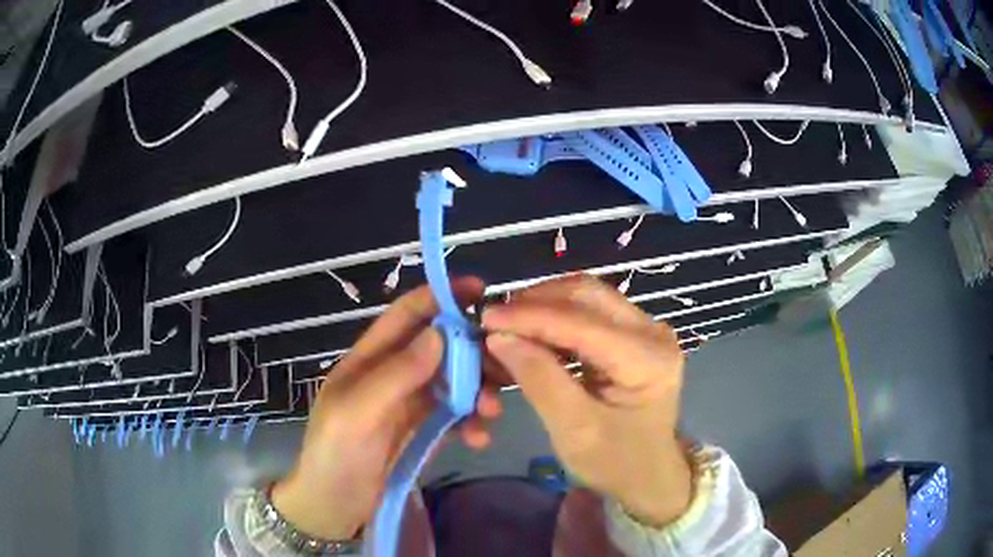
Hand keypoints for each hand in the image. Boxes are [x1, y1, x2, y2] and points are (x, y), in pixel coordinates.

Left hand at [271, 277, 501, 539]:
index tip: (480, 291)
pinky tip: (479, 439)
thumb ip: (395, 375)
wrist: (333, 510)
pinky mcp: (422, 431)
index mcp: (369, 360)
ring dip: (478, 390)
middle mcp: (392, 374)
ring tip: (493, 411)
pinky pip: (455, 415)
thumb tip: (440, 333)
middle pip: (440, 348)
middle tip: (505, 367)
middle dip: (472, 352)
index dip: (439, 297)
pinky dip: (471, 422)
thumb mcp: (356, 415)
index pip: (406, 315)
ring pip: (453, 381)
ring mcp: (409, 404)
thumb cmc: (334, 457)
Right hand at [482, 275, 691, 527]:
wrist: (647, 474)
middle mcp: (652, 332)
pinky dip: (554, 319)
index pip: (581, 322)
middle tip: (494, 321)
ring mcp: (645, 329)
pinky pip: (588, 312)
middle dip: (535, 302)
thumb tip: (498, 336)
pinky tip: (531, 335)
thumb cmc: (615, 461)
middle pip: (587, 295)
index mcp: (648, 359)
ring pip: (585, 297)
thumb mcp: (573, 430)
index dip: (530, 316)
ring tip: (507, 328)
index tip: (485, 318)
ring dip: (543, 307)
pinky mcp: (632, 334)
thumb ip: (539, 379)